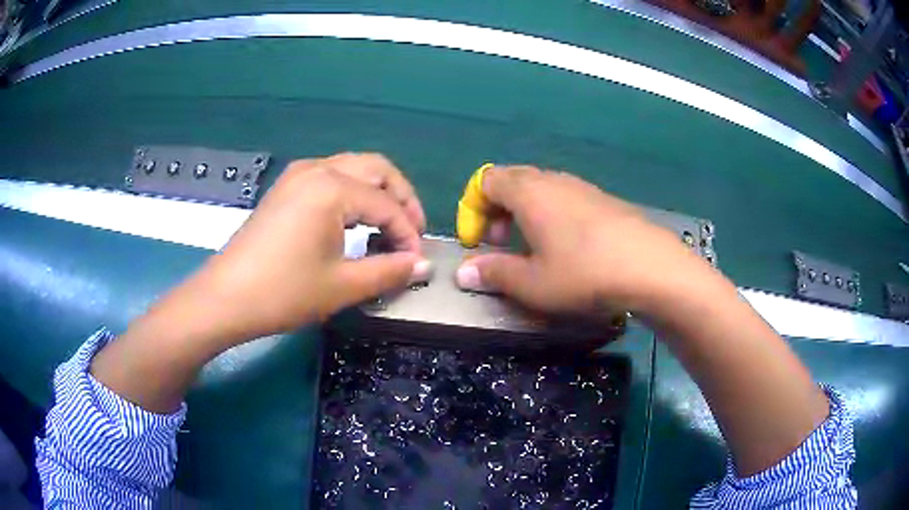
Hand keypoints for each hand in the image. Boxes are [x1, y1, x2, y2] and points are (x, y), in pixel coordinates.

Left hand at [180, 153, 430, 345]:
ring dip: (378, 192)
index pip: (387, 206)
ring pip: (354, 168)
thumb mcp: (342, 285)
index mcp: (333, 188)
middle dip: (401, 198)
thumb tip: (421, 264)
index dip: (408, 234)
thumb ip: (389, 270)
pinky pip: (332, 175)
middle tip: (411, 232)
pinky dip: (353, 192)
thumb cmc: (284, 292)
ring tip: (387, 226)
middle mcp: (318, 169)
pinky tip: (354, 219)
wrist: (226, 297)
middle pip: (377, 169)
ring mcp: (298, 174)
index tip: (416, 261)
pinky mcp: (286, 187)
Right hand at [455, 166, 712, 314]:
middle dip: (498, 211)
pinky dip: (552, 216)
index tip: (478, 243)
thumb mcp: (532, 283)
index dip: (473, 209)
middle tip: (503, 245)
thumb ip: (494, 273)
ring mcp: (582, 187)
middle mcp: (553, 180)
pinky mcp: (604, 199)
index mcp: (528, 192)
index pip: (486, 181)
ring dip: (525, 214)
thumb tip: (464, 271)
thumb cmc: (584, 274)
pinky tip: (568, 248)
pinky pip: (565, 198)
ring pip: (540, 189)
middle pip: (512, 181)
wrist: (651, 267)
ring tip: (534, 249)